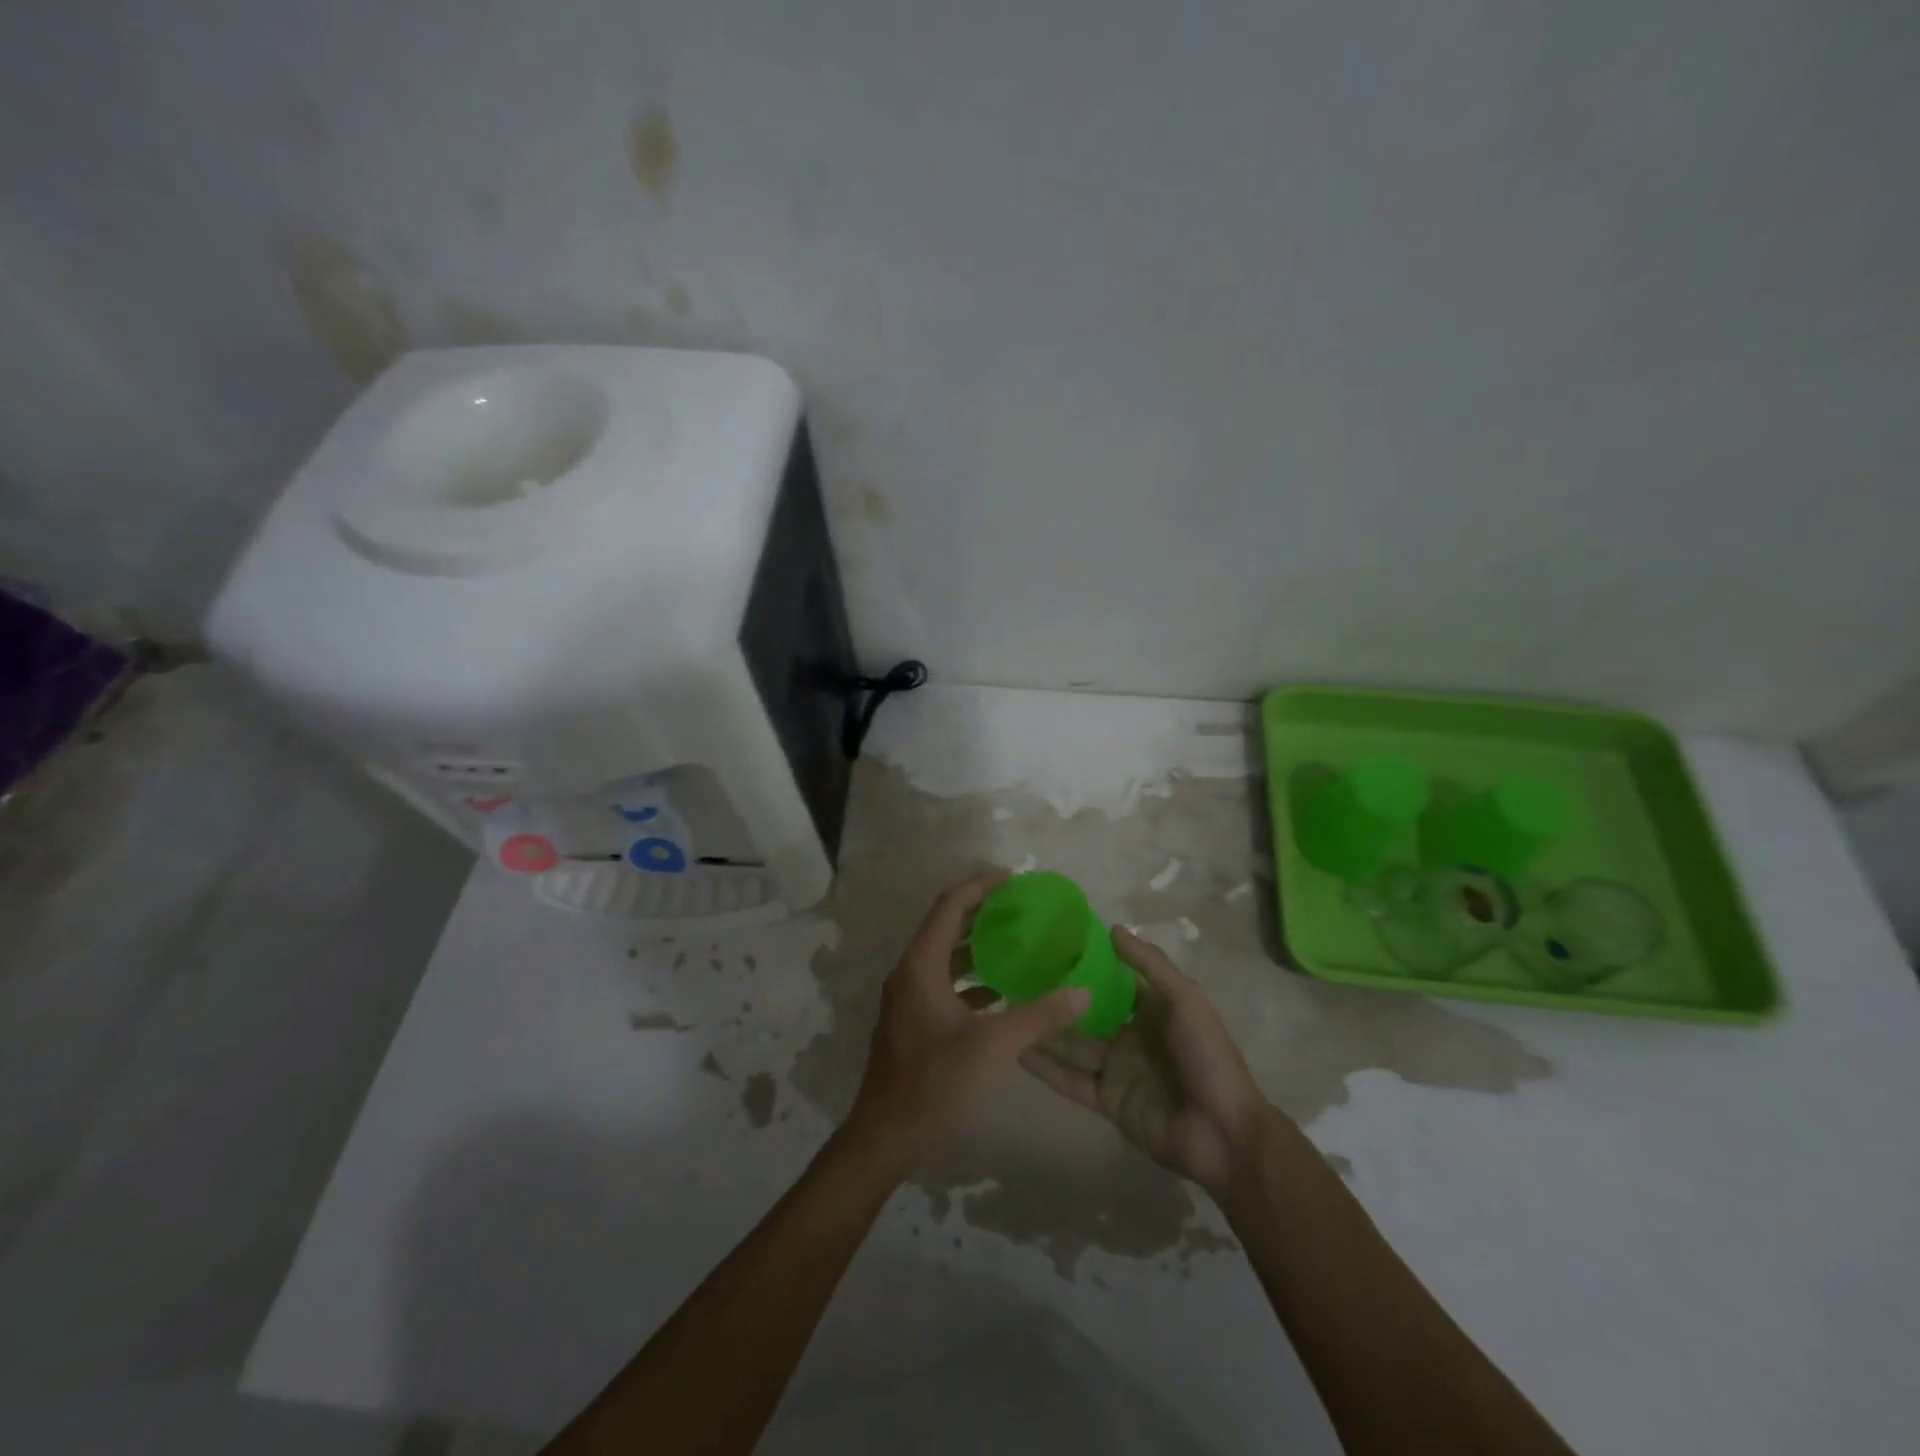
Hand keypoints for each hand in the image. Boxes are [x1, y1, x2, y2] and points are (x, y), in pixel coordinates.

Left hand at [847, 872, 1090, 1160]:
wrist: (887, 1135)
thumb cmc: (936, 1082)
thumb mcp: (994, 1046)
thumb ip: (1040, 1015)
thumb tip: (1082, 991)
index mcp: (921, 965)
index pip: (950, 906)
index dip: (981, 886)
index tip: (1013, 879)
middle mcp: (910, 972)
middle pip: (946, 926)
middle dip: (981, 912)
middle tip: (1020, 907)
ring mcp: (908, 997)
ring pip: (945, 956)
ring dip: (977, 946)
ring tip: (1016, 942)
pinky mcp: (912, 1020)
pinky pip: (943, 982)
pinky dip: (970, 978)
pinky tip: (1000, 990)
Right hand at [1021, 926, 1271, 1197]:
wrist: (1223, 1135)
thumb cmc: (1207, 1057)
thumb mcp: (1185, 1000)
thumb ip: (1150, 964)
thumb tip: (1112, 929)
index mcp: (1153, 1009)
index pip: (1113, 980)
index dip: (1086, 963)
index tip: (1051, 943)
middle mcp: (1131, 1035)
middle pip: (1086, 1012)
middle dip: (1057, 997)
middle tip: (1015, 975)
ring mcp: (1116, 1069)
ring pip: (1073, 1044)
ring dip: (1043, 1030)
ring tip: (1005, 1009)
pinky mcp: (1106, 1100)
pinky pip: (1070, 1080)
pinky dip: (1045, 1067)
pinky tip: (1016, 1050)